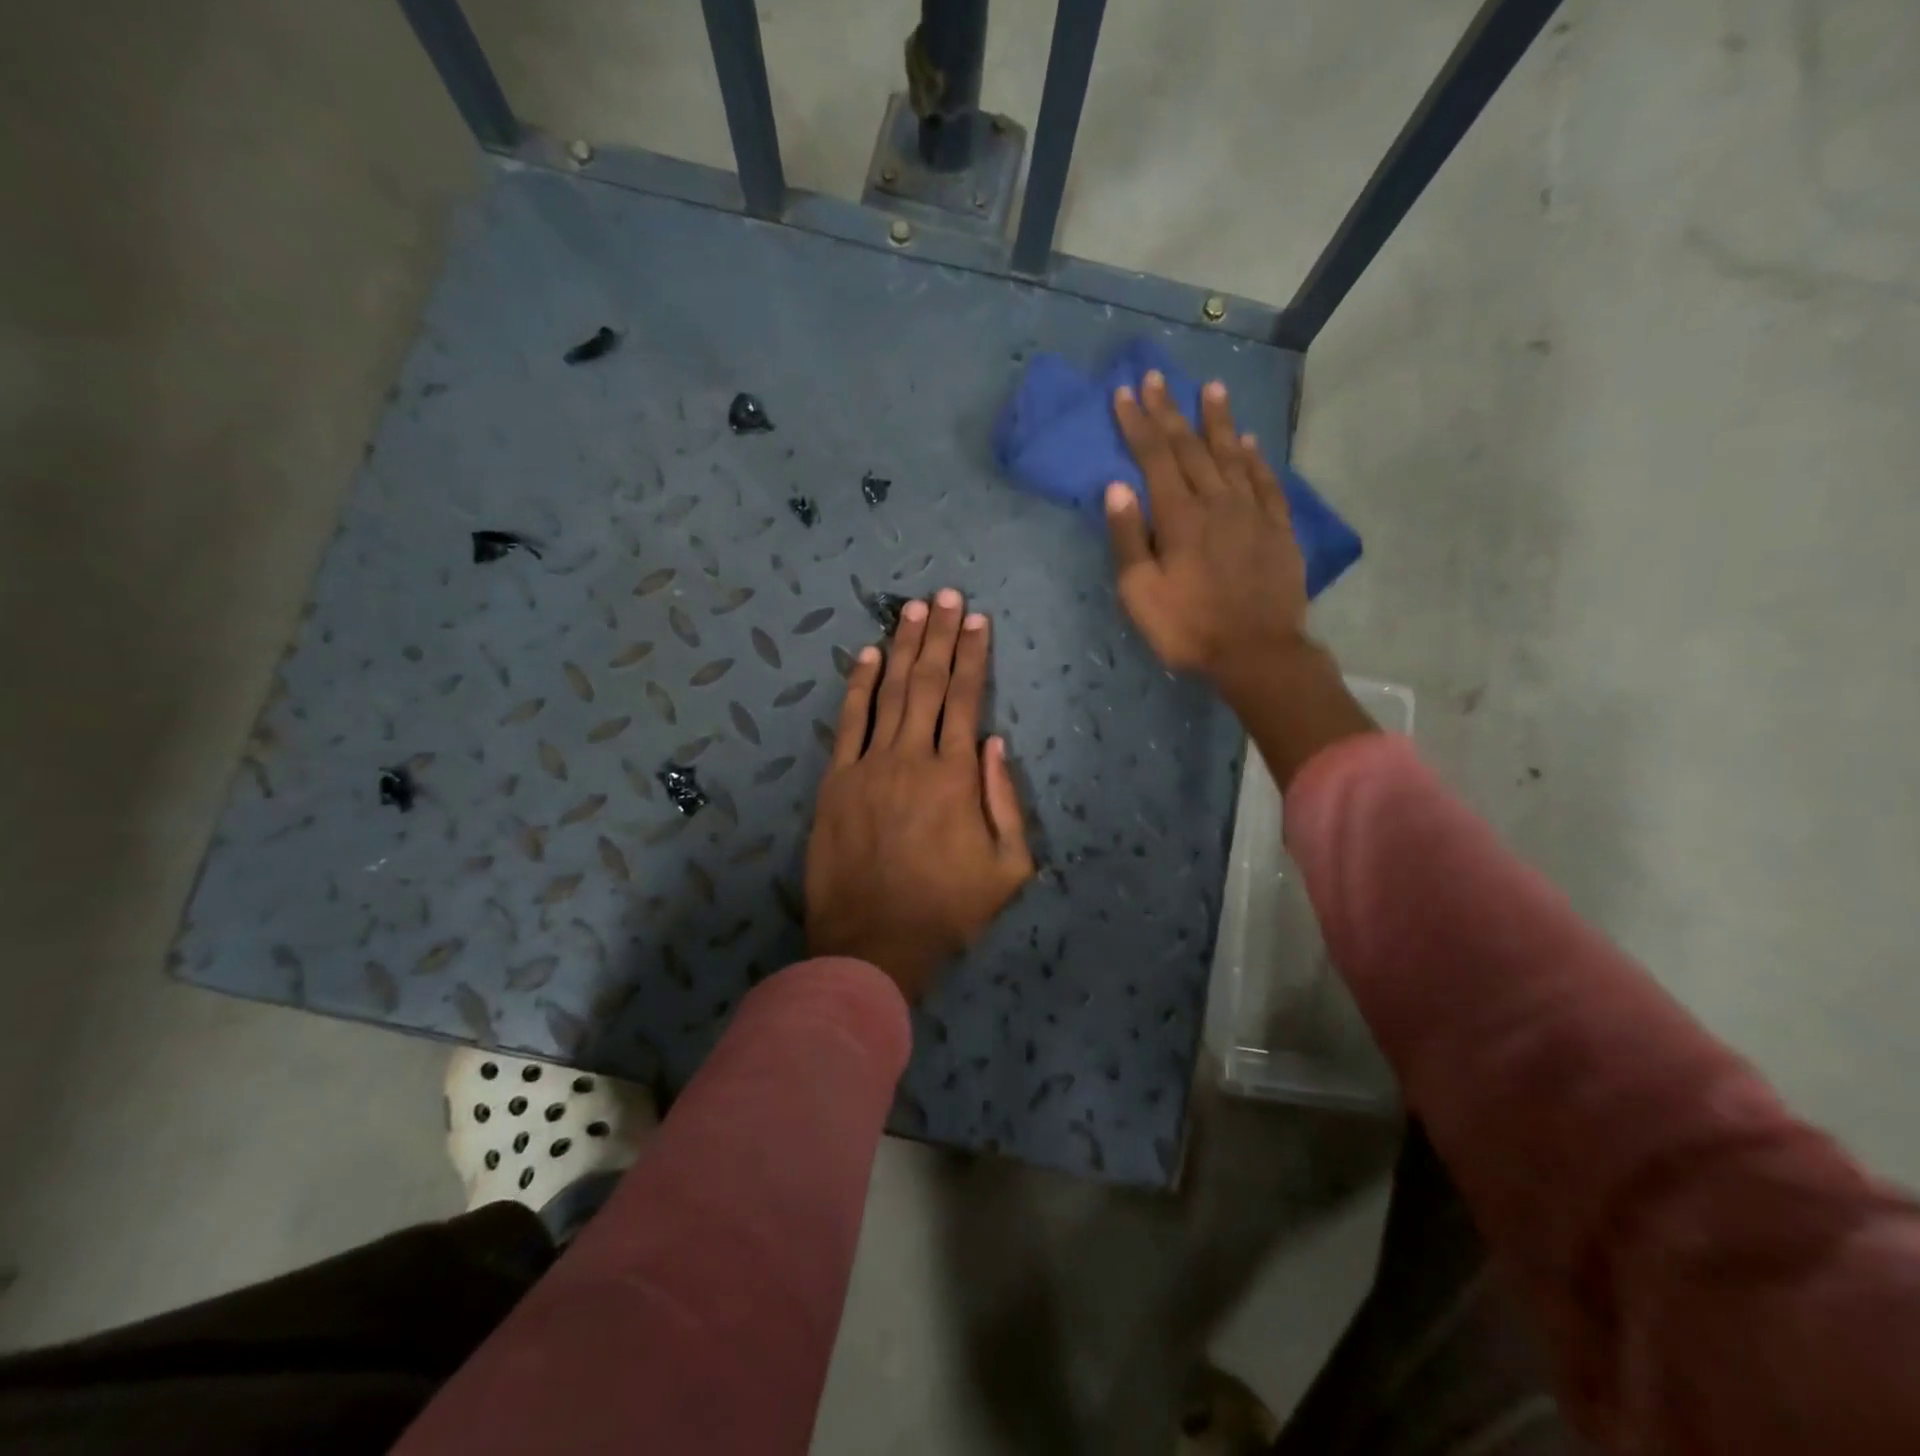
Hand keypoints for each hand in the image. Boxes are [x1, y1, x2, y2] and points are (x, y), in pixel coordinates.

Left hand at [805, 589, 1033, 1000]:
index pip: (967, 699)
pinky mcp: (836, 781)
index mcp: (955, 776)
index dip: (973, 655)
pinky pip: (848, 723)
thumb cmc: (947, 909)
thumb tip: (995, 744)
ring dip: (903, 647)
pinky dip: (858, 686)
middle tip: (946, 595)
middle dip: (940, 635)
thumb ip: (1006, 801)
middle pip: (929, 683)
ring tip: (913, 609)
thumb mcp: (1008, 867)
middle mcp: (912, 757)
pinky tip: (868, 655)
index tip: (978, 620)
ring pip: (889, 693)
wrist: (874, 943)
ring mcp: (868, 766)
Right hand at [1106, 371, 1375, 787]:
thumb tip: (1117, 487)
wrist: (1258, 652)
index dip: (1139, 423)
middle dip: (1171, 411)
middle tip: (1158, 378)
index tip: (1126, 393)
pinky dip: (1255, 458)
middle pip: (1191, 447)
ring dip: (1218, 421)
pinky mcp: (1278, 528)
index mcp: (1179, 517)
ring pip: (1232, 455)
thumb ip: (1128, 539)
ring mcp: (1252, 512)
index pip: (1155, 457)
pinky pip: (1266, 481)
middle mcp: (1217, 502)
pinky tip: (1249, 442)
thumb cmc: (1189, 628)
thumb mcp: (1140, 593)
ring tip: (1211, 389)